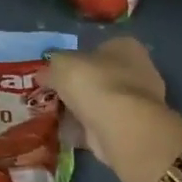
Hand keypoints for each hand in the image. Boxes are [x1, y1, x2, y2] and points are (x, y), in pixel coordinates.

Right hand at [43, 37, 168, 168]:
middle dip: (77, 88)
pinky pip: (101, 126)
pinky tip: (65, 133)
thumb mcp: (61, 65)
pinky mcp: (133, 130)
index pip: (98, 49)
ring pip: (101, 103)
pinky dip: (84, 130)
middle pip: (99, 78)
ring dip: (80, 111)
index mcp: (125, 47)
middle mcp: (138, 72)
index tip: (56, 74)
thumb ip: (51, 68)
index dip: (75, 61)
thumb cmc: (95, 83)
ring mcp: (138, 103)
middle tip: (52, 96)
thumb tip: (43, 75)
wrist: (122, 127)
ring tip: (53, 117)